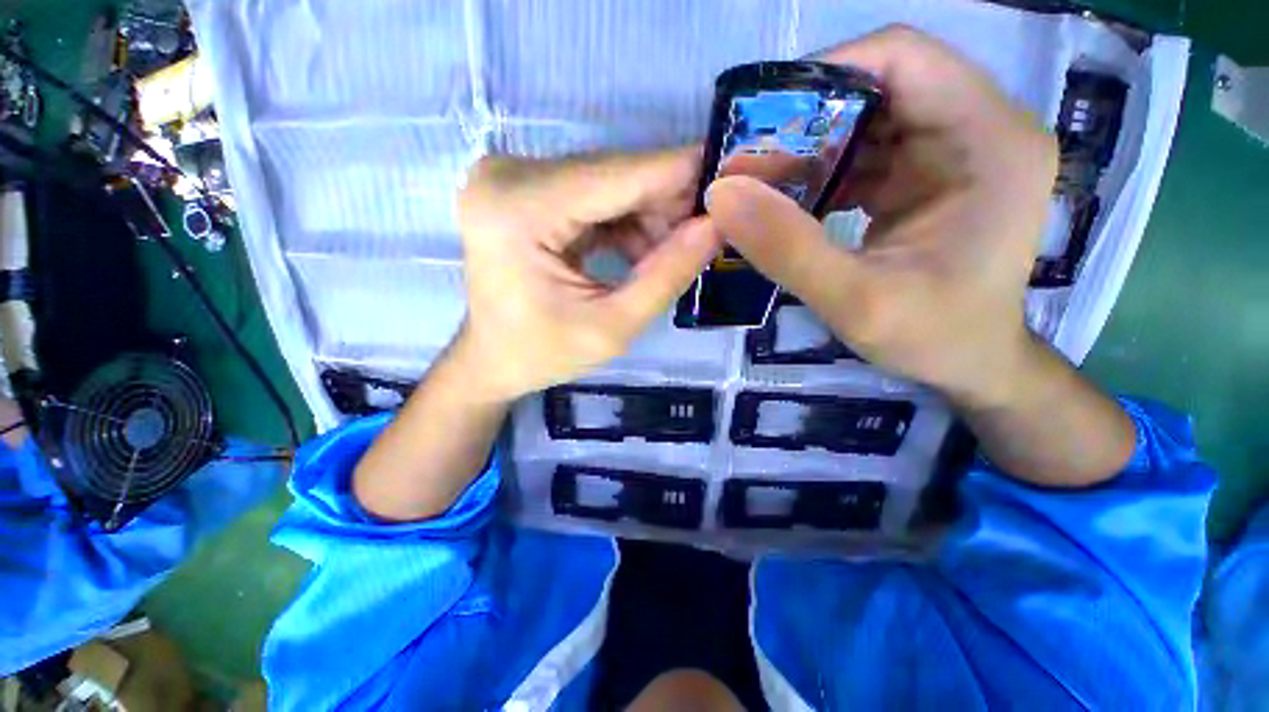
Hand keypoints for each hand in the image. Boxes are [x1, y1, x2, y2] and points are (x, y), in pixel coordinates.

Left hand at [454, 149, 721, 401]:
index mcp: (519, 210)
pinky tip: (638, 253)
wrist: (493, 360)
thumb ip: (667, 276)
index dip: (679, 173)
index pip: (617, 175)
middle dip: (664, 203)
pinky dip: (623, 220)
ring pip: (607, 182)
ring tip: (665, 257)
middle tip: (702, 234)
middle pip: (612, 174)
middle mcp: (508, 176)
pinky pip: (591, 193)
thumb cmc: (544, 353)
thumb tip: (716, 225)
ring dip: (645, 215)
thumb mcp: (613, 327)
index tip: (731, 176)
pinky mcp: (523, 190)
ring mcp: (512, 179)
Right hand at [705, 26, 1055, 408]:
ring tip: (762, 187)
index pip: (903, 58)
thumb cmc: (934, 338)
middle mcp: (982, 128)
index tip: (762, 123)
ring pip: (868, 119)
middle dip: (808, 120)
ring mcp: (956, 150)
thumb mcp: (854, 302)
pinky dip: (823, 173)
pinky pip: (867, 153)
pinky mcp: (930, 175)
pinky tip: (792, 205)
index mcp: (990, 141)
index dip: (825, 73)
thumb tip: (721, 192)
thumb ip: (787, 249)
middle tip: (751, 163)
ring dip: (810, 149)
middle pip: (881, 86)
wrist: (971, 364)